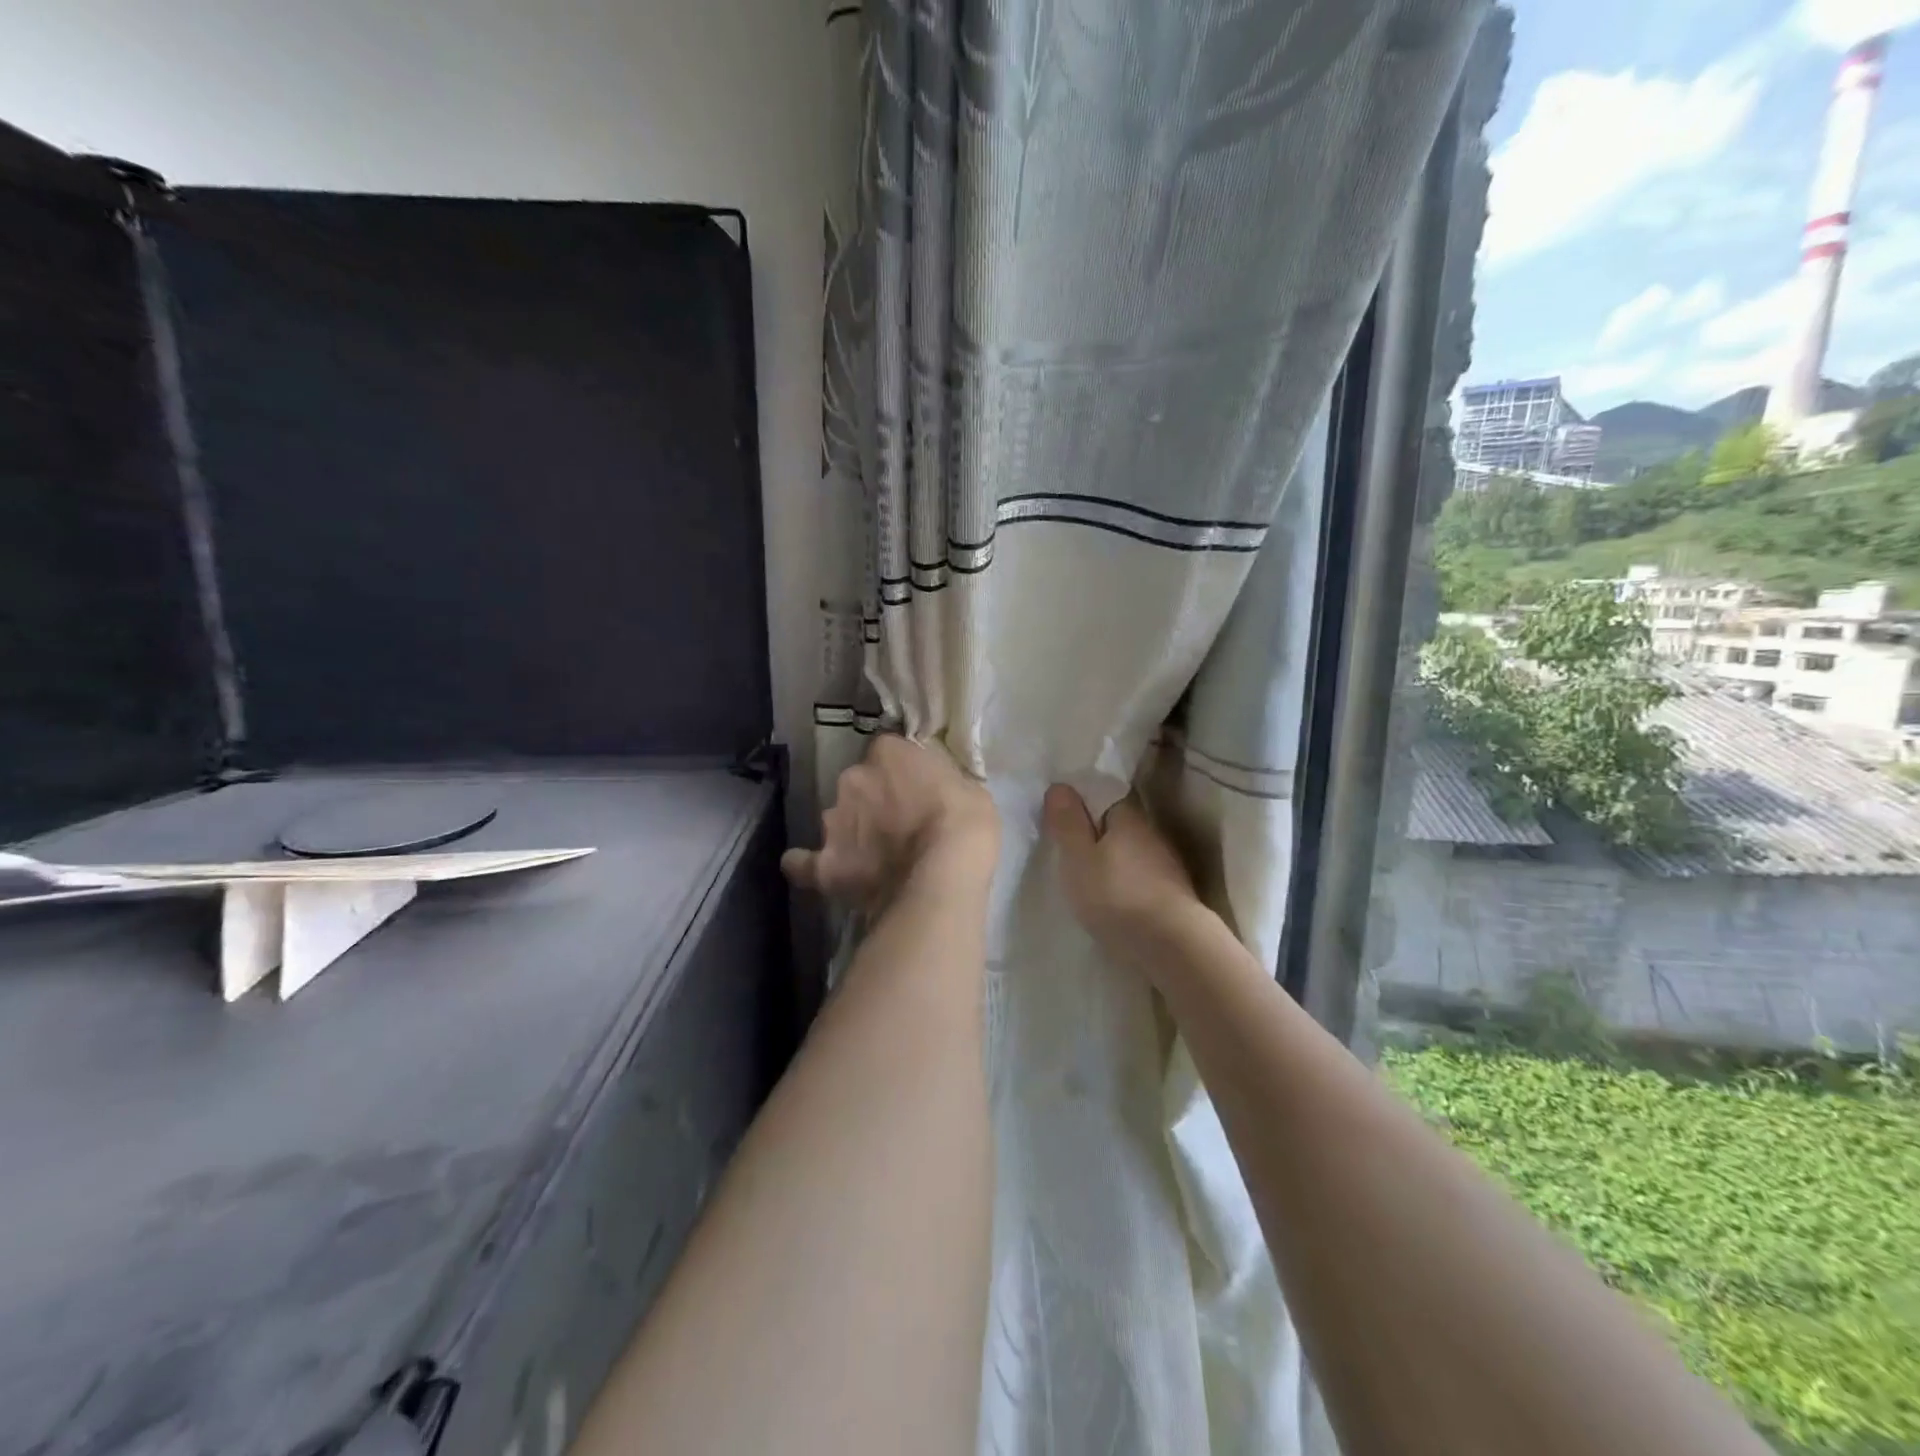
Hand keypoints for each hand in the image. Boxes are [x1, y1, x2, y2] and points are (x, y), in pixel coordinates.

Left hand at [783, 735, 998, 911]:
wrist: (943, 875)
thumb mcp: (969, 785)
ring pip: (836, 819)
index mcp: (887, 752)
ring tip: (872, 858)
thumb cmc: (966, 824)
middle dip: (872, 801)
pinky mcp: (824, 863)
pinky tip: (813, 870)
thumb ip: (941, 778)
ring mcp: (833, 821)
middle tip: (897, 826)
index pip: (887, 751)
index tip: (914, 789)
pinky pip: (802, 863)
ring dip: (851, 831)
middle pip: (857, 784)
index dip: (900, 772)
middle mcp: (852, 778)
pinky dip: (806, 865)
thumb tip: (931, 783)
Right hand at [1042, 785, 1208, 972]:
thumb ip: (1068, 823)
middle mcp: (1151, 832)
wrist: (1173, 946)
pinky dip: (1124, 880)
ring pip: (1130, 850)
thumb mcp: (1078, 858)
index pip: (1104, 794)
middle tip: (1067, 847)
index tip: (1060, 815)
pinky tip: (1112, 896)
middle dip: (1095, 831)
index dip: (1081, 802)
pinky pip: (1139, 875)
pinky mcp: (1172, 892)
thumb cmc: (1117, 895)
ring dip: (1111, 858)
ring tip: (1086, 875)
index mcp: (1128, 816)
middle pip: (1117, 824)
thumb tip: (1059, 785)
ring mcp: (1166, 863)